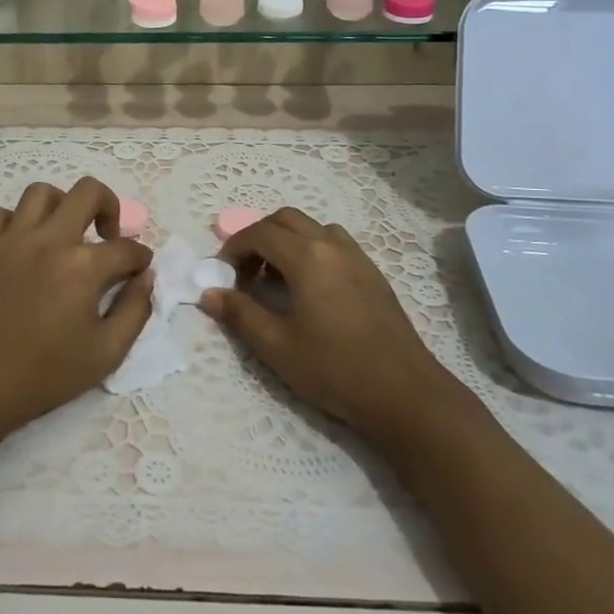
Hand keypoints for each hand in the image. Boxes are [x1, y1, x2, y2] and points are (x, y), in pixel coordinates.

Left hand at [0, 178, 151, 441]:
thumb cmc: (44, 375)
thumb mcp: (106, 354)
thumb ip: (135, 310)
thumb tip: (146, 277)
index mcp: (83, 266)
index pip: (126, 248)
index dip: (141, 258)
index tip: (139, 270)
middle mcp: (49, 240)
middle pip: (88, 192)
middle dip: (109, 207)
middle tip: (106, 235)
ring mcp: (10, 240)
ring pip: (40, 193)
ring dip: (61, 206)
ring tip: (63, 233)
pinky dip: (14, 221)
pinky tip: (21, 244)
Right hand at [202, 208, 465, 447]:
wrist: (404, 394)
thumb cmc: (334, 369)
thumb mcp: (277, 346)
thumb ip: (240, 314)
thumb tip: (209, 293)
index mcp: (307, 257)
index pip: (260, 232)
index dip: (234, 247)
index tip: (222, 274)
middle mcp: (332, 246)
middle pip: (286, 219)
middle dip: (258, 237)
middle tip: (244, 273)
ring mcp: (358, 257)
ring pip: (313, 228)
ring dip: (287, 241)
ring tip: (276, 279)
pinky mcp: (373, 274)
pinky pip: (334, 243)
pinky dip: (311, 250)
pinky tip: (309, 289)